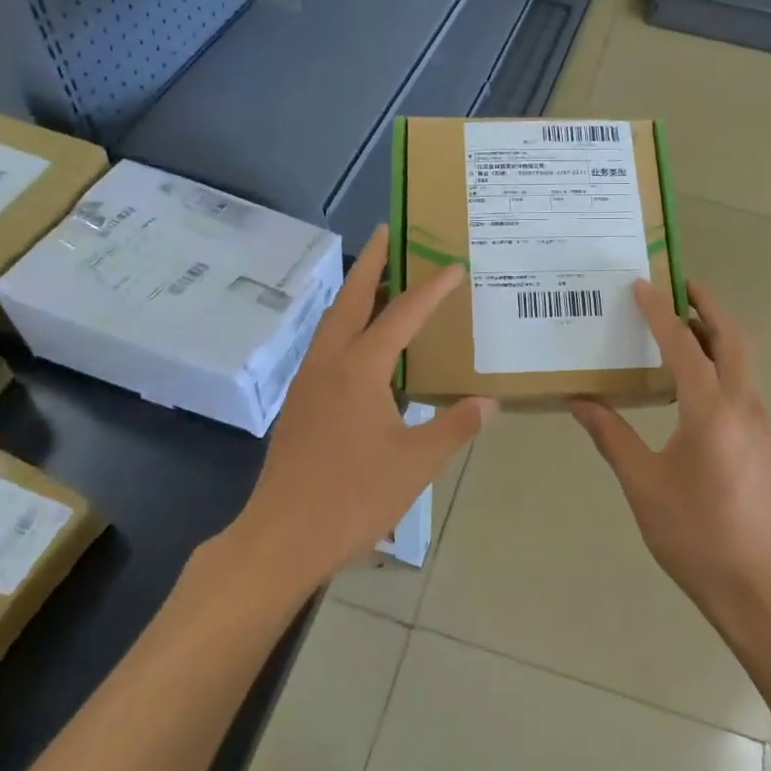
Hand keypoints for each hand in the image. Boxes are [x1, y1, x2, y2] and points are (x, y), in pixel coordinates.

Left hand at [231, 227, 494, 595]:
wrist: (281, 538)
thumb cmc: (353, 498)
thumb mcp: (416, 464)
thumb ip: (454, 426)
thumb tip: (488, 401)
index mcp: (359, 370)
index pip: (401, 316)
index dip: (430, 289)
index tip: (453, 266)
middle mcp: (329, 364)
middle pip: (351, 300)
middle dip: (371, 263)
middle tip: (388, 232)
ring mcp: (308, 382)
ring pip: (333, 322)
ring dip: (356, 293)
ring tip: (380, 278)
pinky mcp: (300, 404)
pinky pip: (326, 346)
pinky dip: (347, 326)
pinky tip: (363, 344)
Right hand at [571, 282, 770, 626]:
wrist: (757, 586)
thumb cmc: (695, 534)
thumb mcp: (643, 484)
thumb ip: (612, 437)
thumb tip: (579, 401)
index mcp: (710, 410)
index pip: (683, 345)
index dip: (659, 313)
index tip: (641, 285)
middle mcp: (740, 406)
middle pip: (730, 338)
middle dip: (707, 305)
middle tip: (678, 285)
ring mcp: (756, 424)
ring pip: (741, 360)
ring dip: (715, 332)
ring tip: (680, 322)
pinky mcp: (758, 442)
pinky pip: (739, 383)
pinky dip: (719, 361)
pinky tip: (691, 378)